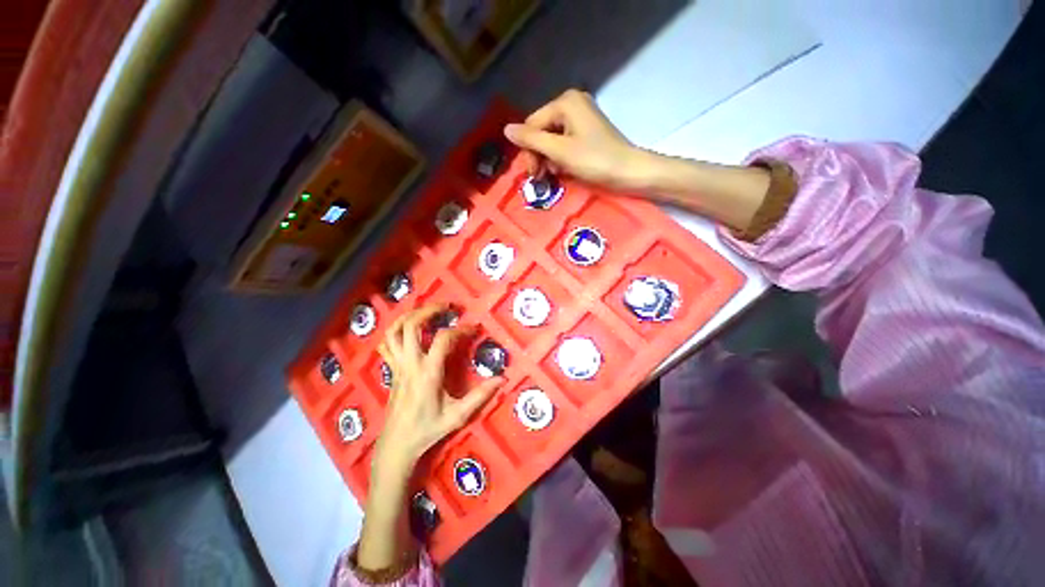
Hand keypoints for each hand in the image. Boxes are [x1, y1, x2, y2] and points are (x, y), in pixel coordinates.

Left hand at [358, 305, 502, 570]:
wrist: (397, 445)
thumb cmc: (428, 430)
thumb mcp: (457, 416)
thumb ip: (480, 396)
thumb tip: (502, 379)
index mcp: (428, 374)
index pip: (442, 339)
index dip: (460, 329)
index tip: (473, 328)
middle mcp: (410, 364)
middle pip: (412, 326)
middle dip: (429, 310)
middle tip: (447, 305)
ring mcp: (397, 366)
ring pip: (394, 332)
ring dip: (409, 316)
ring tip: (427, 311)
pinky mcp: (392, 370)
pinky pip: (387, 344)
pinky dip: (395, 331)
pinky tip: (407, 329)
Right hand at [504, 89, 651, 190]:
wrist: (628, 171)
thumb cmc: (594, 160)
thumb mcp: (560, 151)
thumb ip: (532, 140)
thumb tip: (506, 129)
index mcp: (565, 102)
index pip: (532, 124)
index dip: (529, 150)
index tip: (534, 175)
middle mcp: (572, 103)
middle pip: (541, 130)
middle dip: (538, 155)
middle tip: (541, 178)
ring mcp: (581, 116)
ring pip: (551, 138)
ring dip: (548, 159)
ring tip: (553, 176)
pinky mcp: (587, 130)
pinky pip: (564, 141)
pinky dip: (559, 157)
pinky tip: (562, 170)